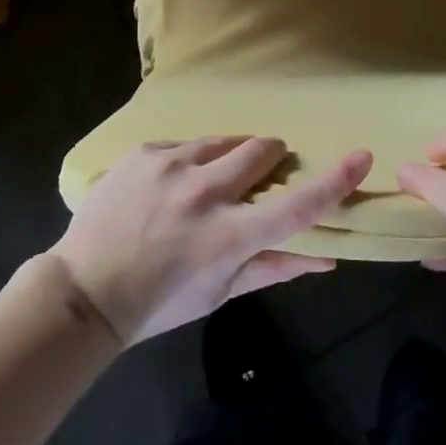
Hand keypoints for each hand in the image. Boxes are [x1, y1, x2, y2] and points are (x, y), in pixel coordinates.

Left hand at [50, 137, 372, 345]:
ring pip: (222, 142)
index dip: (334, 182)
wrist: (84, 290)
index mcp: (227, 237)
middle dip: (269, 157)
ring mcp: (170, 166)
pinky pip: (184, 145)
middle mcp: (203, 193)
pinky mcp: (145, 152)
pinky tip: (169, 187)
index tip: (361, 157)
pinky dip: (189, 161)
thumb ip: (273, 267)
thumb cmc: (160, 302)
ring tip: (206, 185)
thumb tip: (327, 258)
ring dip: (227, 158)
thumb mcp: (219, 293)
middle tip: (258, 175)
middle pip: (260, 151)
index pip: (296, 206)